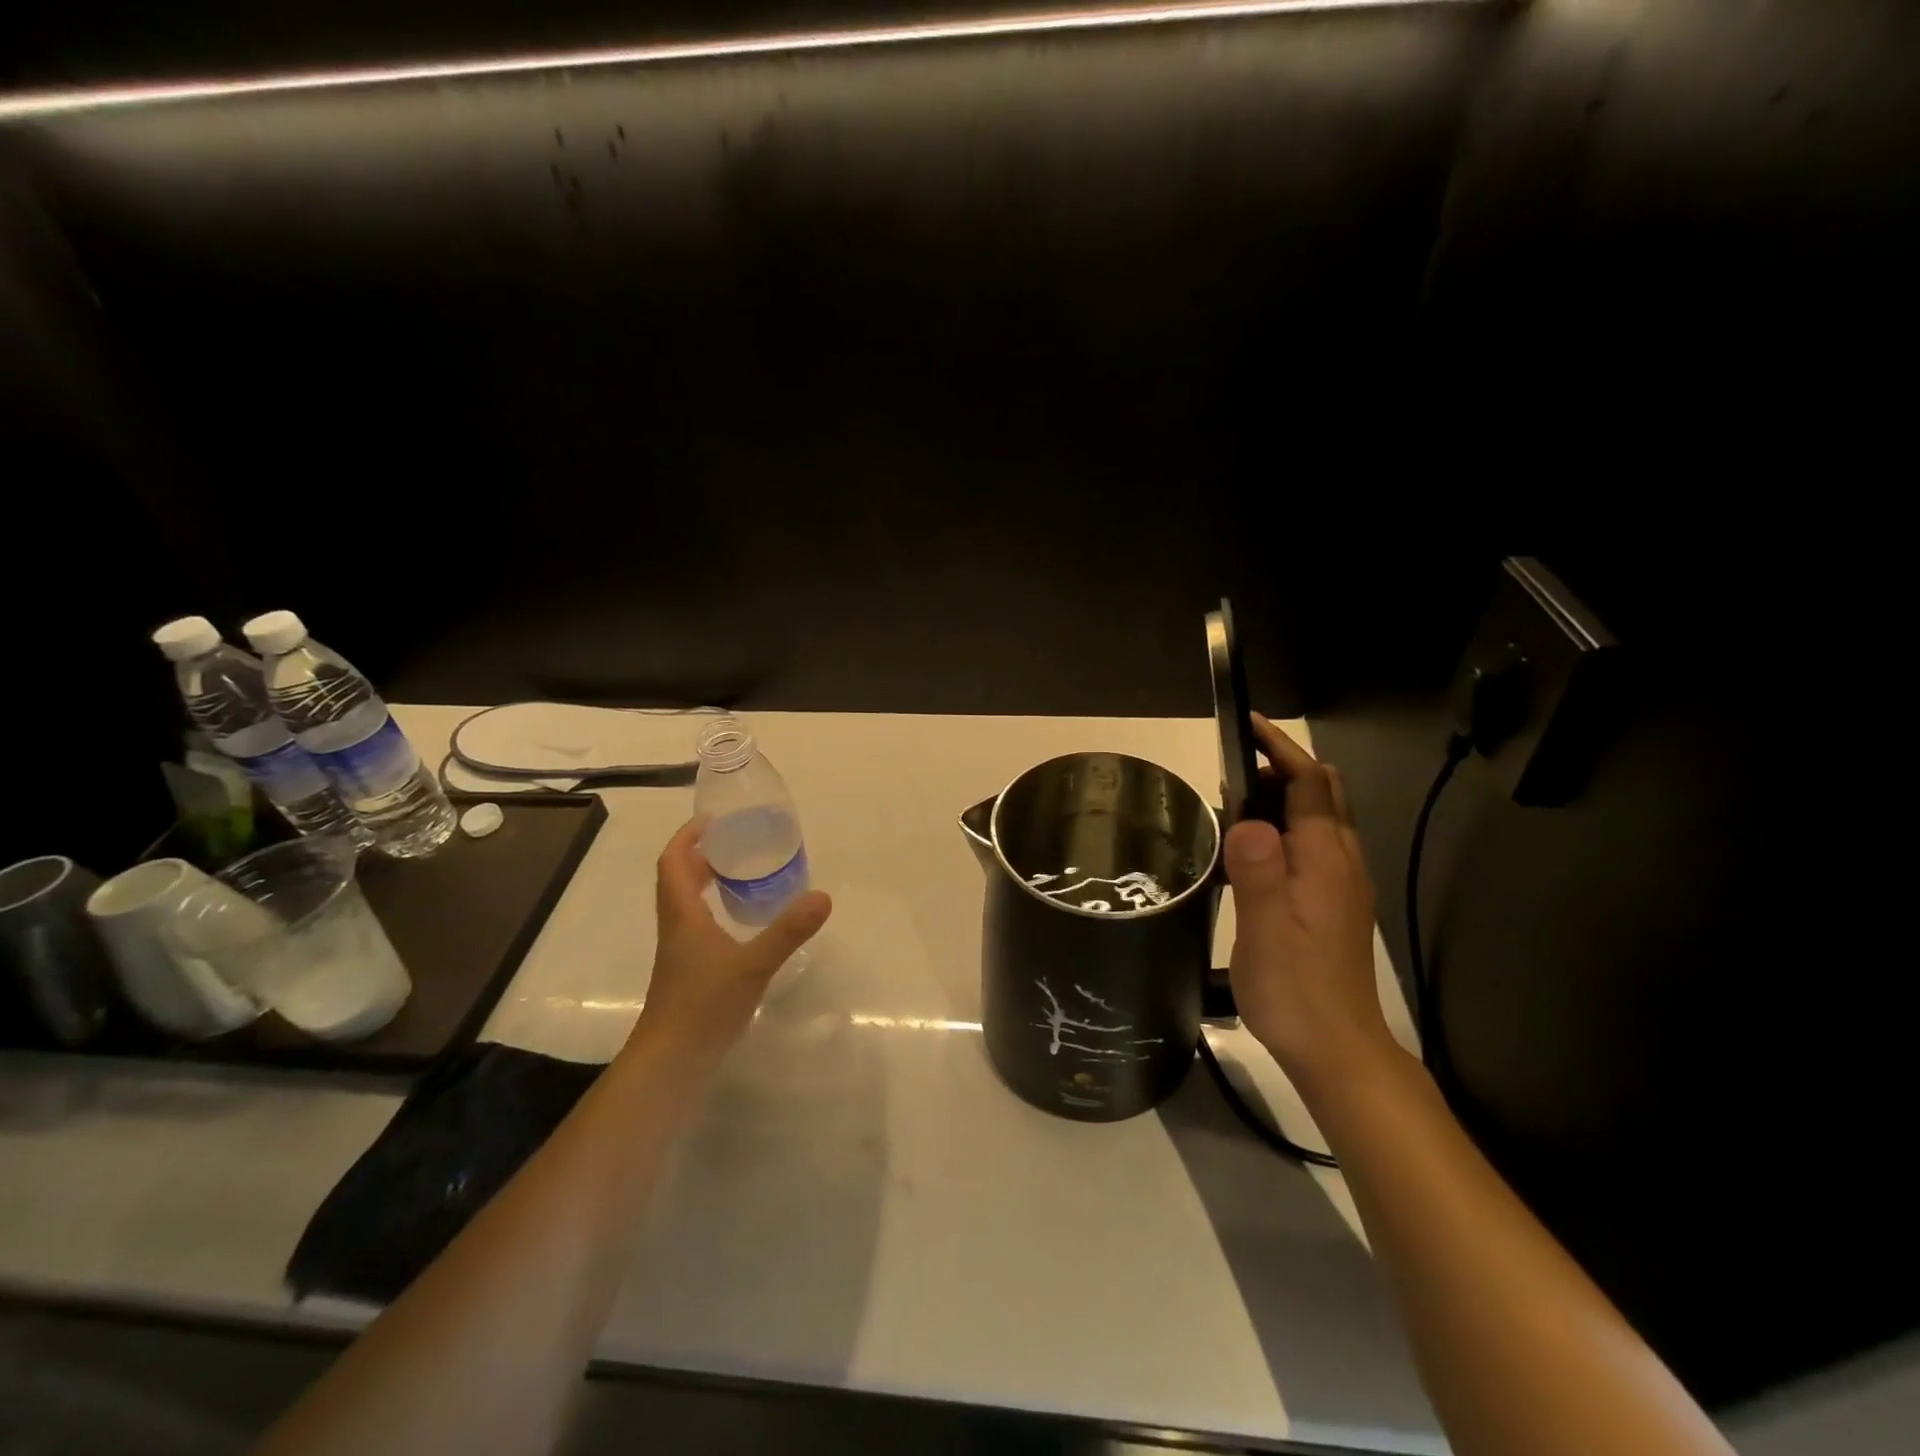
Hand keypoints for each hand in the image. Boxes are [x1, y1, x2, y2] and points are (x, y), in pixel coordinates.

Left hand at [629, 817, 832, 1070]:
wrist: (672, 1060)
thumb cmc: (704, 1005)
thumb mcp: (753, 964)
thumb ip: (788, 930)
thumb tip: (824, 897)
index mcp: (683, 914)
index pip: (673, 862)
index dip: (687, 836)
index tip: (713, 820)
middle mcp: (676, 926)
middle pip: (677, 878)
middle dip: (700, 853)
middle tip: (735, 840)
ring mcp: (680, 950)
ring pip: (685, 901)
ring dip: (704, 879)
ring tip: (740, 871)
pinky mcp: (688, 969)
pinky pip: (696, 923)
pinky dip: (713, 907)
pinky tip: (740, 918)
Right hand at [1225, 715, 1395, 1090]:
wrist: (1337, 1049)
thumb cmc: (1295, 988)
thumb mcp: (1265, 929)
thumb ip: (1258, 870)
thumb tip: (1247, 818)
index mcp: (1325, 860)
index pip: (1310, 783)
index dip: (1280, 748)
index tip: (1247, 725)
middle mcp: (1341, 863)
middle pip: (1322, 794)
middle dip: (1283, 767)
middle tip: (1231, 769)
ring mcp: (1343, 884)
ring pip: (1319, 819)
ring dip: (1284, 797)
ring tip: (1233, 805)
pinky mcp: (1334, 905)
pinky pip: (1313, 846)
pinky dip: (1285, 828)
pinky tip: (1251, 853)